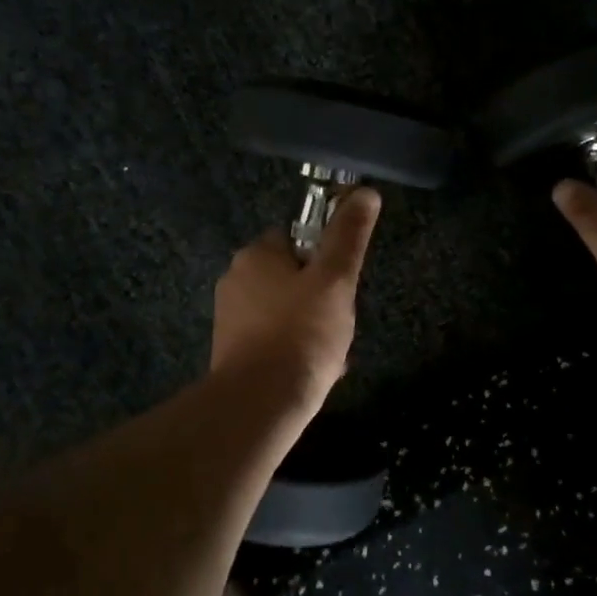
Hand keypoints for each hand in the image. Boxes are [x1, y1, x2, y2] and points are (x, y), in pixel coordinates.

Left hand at [210, 187, 381, 407]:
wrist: (259, 404)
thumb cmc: (302, 333)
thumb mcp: (335, 279)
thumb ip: (349, 235)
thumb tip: (366, 192)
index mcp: (256, 255)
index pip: (297, 237)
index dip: (325, 258)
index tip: (342, 283)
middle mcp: (235, 280)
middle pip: (292, 277)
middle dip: (320, 298)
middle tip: (340, 323)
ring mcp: (231, 319)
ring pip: (286, 312)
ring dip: (312, 327)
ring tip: (332, 354)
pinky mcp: (233, 352)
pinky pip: (274, 340)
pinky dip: (295, 350)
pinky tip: (315, 373)